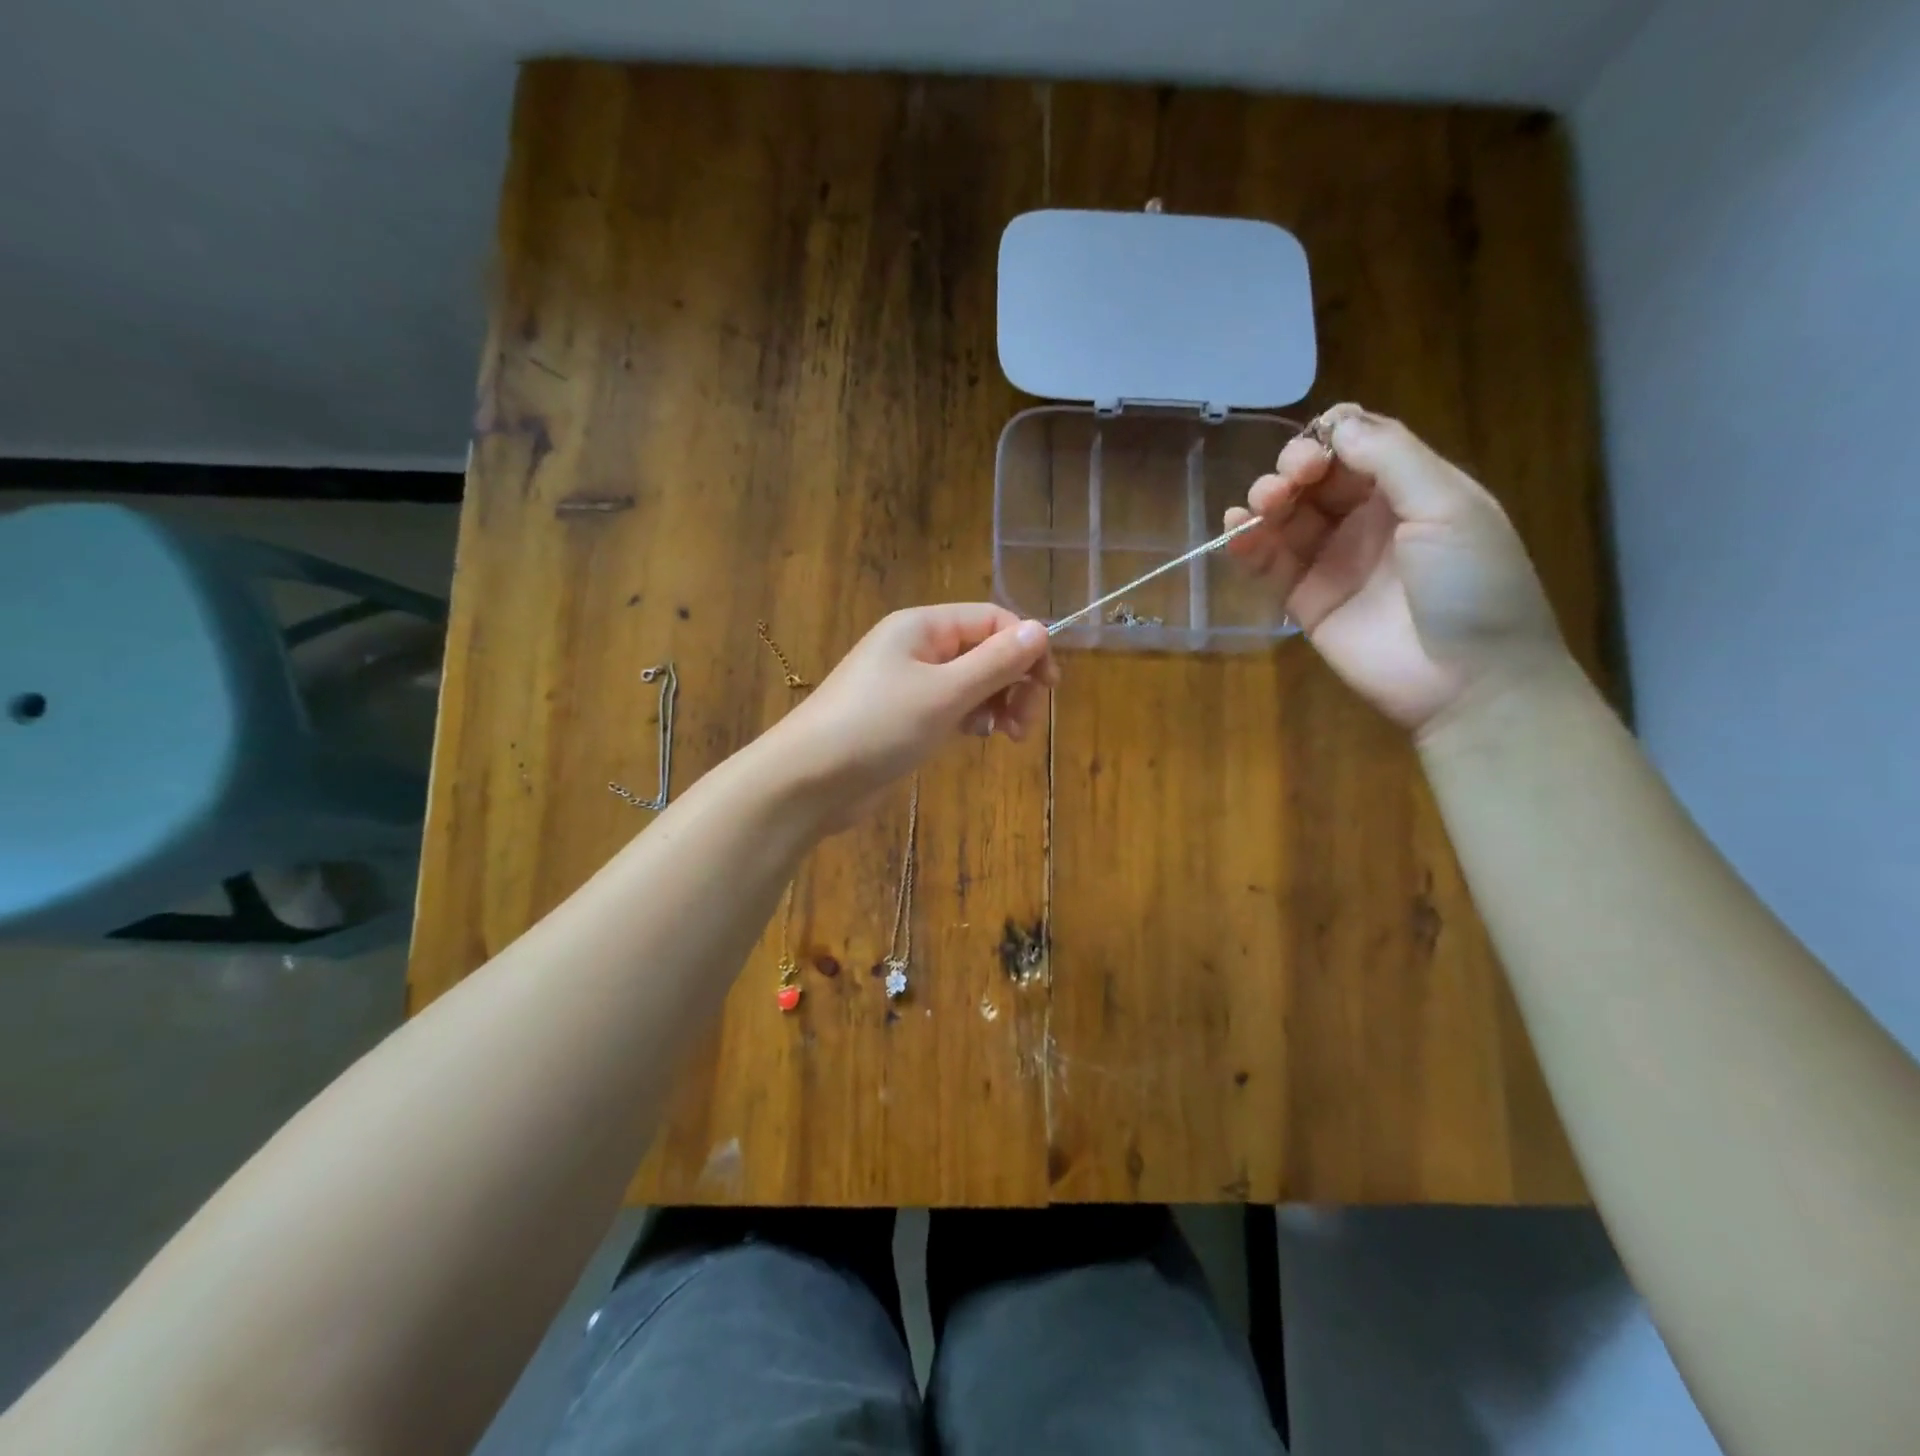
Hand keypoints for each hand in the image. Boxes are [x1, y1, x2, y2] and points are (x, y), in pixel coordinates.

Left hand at [765, 604, 1056, 822]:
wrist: (808, 780)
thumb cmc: (877, 727)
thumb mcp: (944, 693)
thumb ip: (995, 662)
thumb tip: (1041, 629)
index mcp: (923, 627)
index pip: (992, 619)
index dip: (1026, 647)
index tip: (1049, 688)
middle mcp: (916, 647)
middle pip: (984, 650)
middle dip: (1013, 681)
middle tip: (1024, 724)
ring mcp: (908, 683)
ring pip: (970, 681)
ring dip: (997, 702)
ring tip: (1008, 736)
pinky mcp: (903, 717)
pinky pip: (951, 706)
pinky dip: (971, 718)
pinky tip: (976, 737)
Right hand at [1224, 403, 1564, 733]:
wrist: (1467, 680)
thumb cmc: (1472, 584)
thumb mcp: (1448, 507)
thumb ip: (1392, 459)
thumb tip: (1336, 423)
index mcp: (1411, 489)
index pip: (1358, 444)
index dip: (1330, 437)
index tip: (1317, 451)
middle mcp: (1368, 519)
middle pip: (1315, 477)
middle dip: (1294, 468)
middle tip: (1289, 482)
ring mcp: (1334, 560)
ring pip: (1287, 516)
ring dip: (1266, 501)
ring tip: (1260, 508)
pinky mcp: (1305, 600)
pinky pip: (1269, 563)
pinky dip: (1247, 544)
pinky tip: (1235, 532)